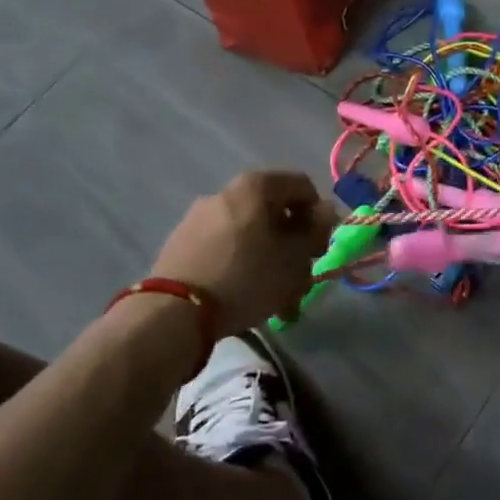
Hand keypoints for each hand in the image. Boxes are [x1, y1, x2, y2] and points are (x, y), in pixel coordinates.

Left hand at [150, 171, 337, 333]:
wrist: (173, 312)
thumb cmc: (247, 277)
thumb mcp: (295, 258)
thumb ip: (316, 231)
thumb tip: (325, 211)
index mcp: (256, 186)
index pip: (303, 186)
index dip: (319, 216)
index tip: (319, 249)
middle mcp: (225, 192)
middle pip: (274, 213)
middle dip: (292, 244)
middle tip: (299, 277)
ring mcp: (199, 217)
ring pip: (250, 234)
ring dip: (269, 259)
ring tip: (274, 297)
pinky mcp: (181, 243)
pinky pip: (224, 247)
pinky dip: (241, 264)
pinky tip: (244, 295)